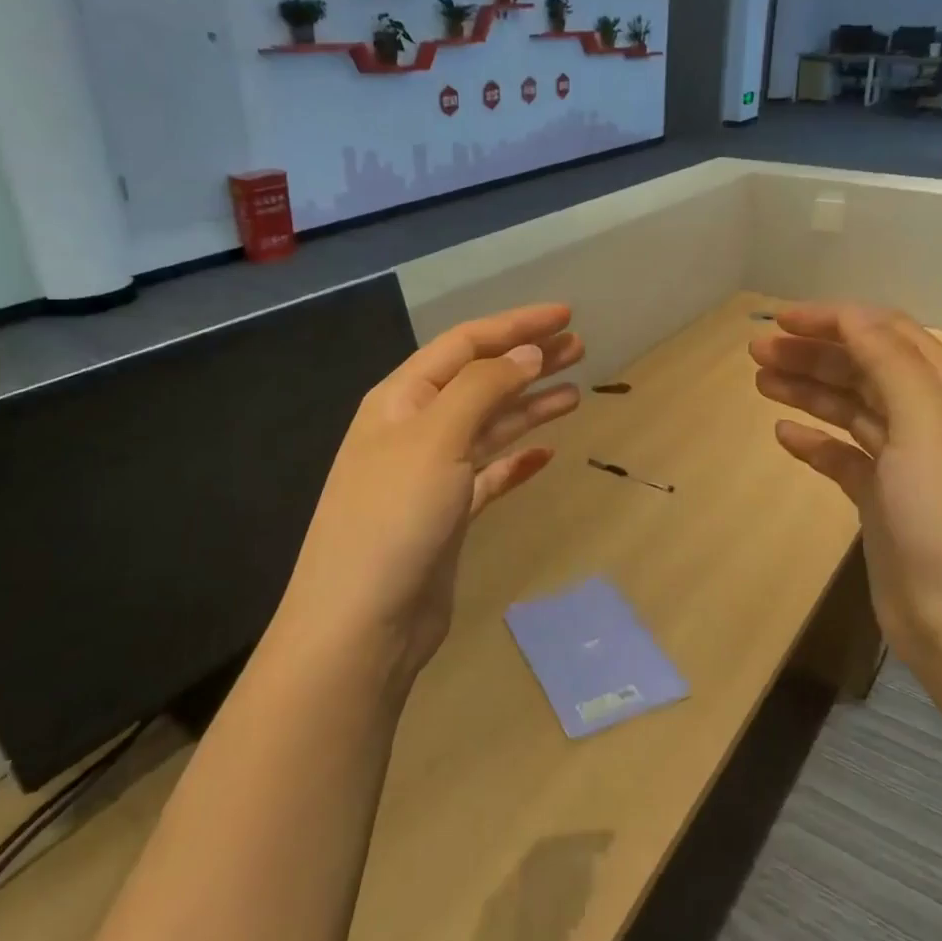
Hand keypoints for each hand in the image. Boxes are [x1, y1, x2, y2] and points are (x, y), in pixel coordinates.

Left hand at [282, 305, 583, 683]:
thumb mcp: (436, 438)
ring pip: (489, 427)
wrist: (361, 624)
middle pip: (481, 381)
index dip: (515, 326)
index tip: (565, 316)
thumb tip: (528, 352)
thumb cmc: (394, 517)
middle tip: (580, 348)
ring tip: (575, 392)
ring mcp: (431, 475)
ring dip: (529, 407)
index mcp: (402, 399)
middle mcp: (415, 429)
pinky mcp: (447, 516)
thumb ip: (484, 388)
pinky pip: (489, 475)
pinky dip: (517, 461)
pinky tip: (545, 454)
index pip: (465, 345)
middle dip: (528, 361)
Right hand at [750, 303, 941, 672]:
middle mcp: (928, 420)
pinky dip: (814, 442)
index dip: (835, 320)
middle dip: (812, 353)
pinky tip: (784, 436)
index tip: (781, 319)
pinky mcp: (883, 501)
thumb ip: (891, 364)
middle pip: (864, 368)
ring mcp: (905, 463)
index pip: (887, 334)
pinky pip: (842, 456)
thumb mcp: (926, 425)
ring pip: (849, 409)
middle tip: (757, 351)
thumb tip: (853, 318)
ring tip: (760, 381)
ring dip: (807, 390)